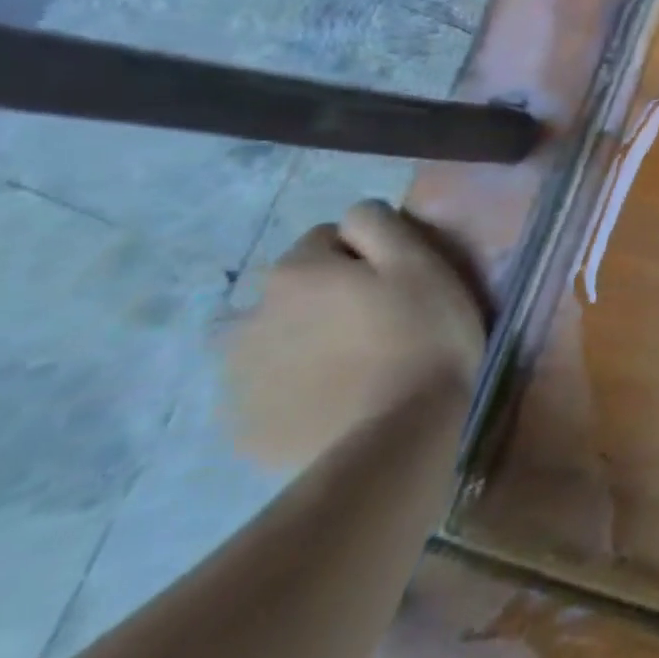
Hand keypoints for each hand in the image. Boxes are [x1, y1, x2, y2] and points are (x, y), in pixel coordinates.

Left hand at [222, 200, 488, 468]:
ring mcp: (237, 377)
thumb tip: (352, 217)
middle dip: (324, 297)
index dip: (365, 255)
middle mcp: (249, 315)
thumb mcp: (421, 263)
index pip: (327, 237)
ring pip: (270, 339)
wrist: (395, 440)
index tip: (396, 282)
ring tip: (348, 365)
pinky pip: (267, 390)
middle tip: (375, 324)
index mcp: (295, 272)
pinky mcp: (242, 427)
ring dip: (299, 341)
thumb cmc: (421, 338)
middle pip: (291, 288)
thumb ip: (379, 224)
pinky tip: (331, 403)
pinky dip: (292, 389)